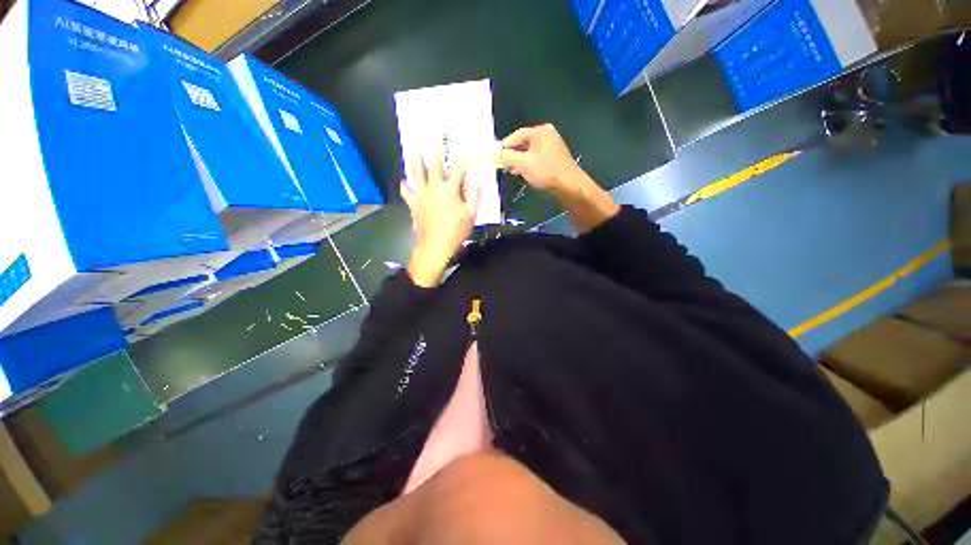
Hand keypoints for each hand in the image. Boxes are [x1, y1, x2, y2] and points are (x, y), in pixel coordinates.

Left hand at [401, 150, 480, 287]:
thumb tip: (477, 181)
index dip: (465, 156)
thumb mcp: (471, 214)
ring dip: (414, 159)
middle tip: (433, 133)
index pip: (460, 169)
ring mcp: (421, 195)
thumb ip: (474, 195)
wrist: (434, 247)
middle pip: (434, 164)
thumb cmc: (455, 232)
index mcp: (450, 190)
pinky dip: (405, 186)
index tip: (468, 144)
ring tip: (412, 147)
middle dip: (435, 147)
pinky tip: (403, 181)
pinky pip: (407, 193)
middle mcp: (434, 188)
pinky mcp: (414, 204)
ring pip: (417, 173)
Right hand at [492, 124, 584, 193]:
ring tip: (509, 170)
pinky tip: (521, 172)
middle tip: (501, 164)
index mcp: (541, 131)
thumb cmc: (547, 171)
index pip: (516, 135)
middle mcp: (547, 135)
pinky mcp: (555, 157)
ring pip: (529, 151)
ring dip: (519, 160)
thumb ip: (505, 157)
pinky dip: (528, 163)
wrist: (570, 186)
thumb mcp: (523, 163)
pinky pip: (536, 157)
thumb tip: (491, 156)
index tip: (494, 156)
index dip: (504, 145)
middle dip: (511, 153)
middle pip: (523, 142)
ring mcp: (552, 146)